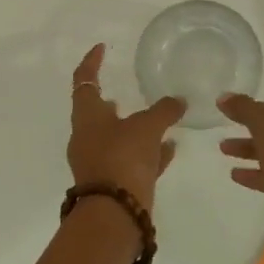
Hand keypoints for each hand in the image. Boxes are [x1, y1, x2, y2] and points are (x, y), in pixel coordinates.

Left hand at [68, 45, 184, 214]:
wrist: (115, 216)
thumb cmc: (122, 159)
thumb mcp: (147, 128)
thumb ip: (163, 110)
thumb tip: (179, 100)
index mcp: (87, 116)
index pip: (84, 79)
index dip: (92, 61)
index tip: (101, 47)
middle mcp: (87, 137)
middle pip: (97, 111)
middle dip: (113, 100)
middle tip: (128, 88)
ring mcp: (98, 163)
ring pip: (117, 137)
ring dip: (134, 128)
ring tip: (158, 119)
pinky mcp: (112, 185)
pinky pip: (131, 161)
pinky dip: (147, 152)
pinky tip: (169, 149)